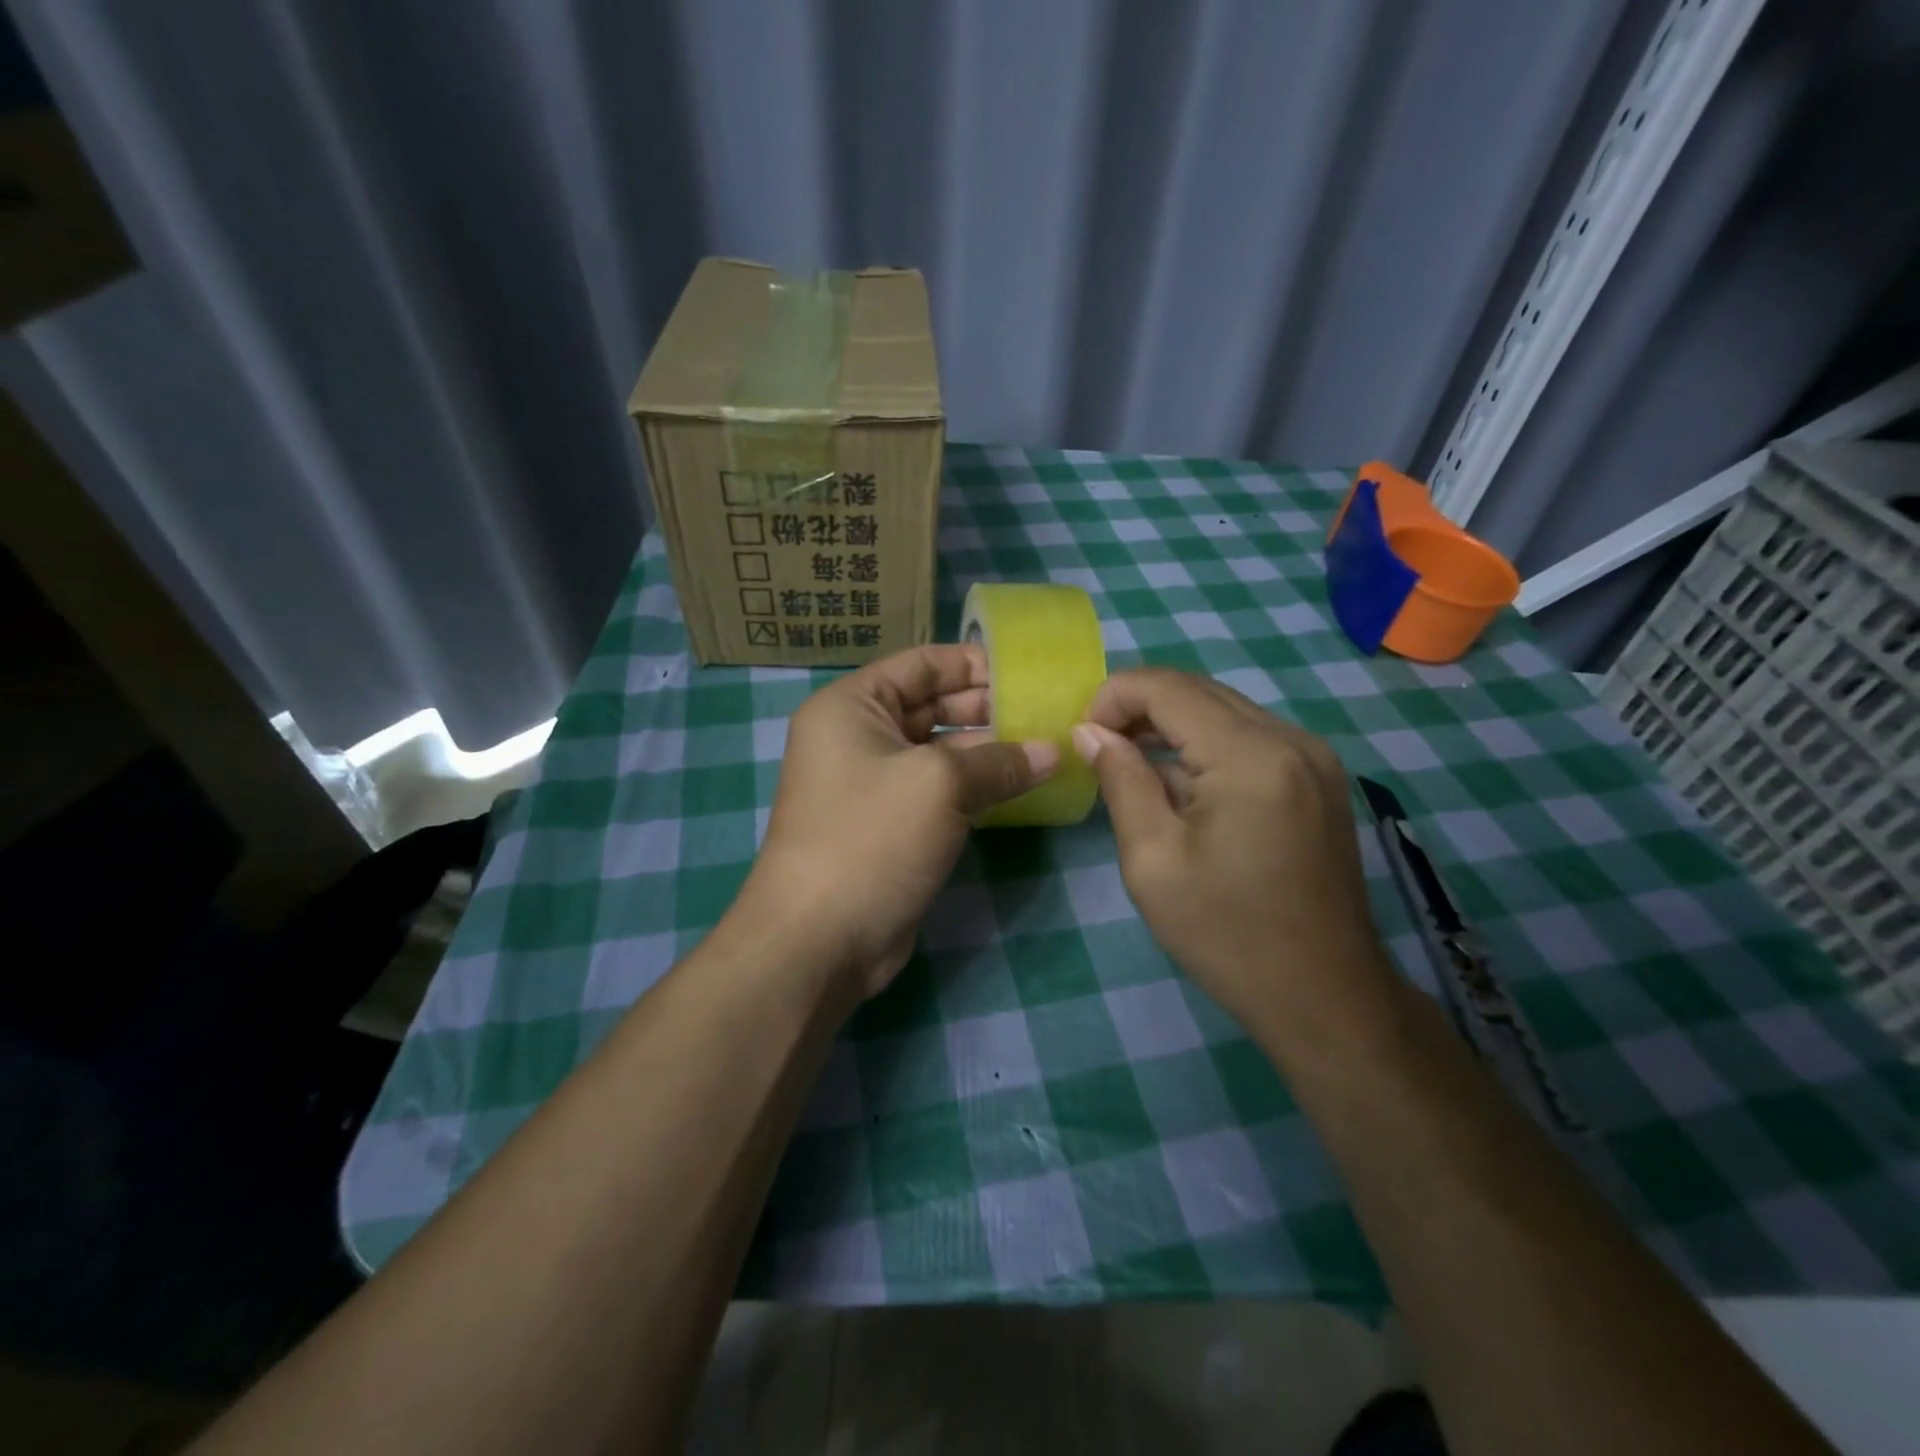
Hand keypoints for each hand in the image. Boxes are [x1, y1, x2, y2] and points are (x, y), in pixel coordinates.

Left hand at [743, 644, 1058, 998]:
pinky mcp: (891, 827)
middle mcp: (858, 737)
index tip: (1027, 675)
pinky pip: (940, 792)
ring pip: (940, 753)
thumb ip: (999, 761)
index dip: (973, 664)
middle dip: (987, 709)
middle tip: (1046, 714)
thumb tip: (1052, 752)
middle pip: (931, 706)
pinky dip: (977, 788)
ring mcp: (873, 785)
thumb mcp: (939, 784)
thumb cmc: (870, 838)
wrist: (819, 940)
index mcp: (851, 706)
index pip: (920, 664)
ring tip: (1047, 749)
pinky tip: (1022, 788)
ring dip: (989, 752)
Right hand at [1072, 668, 1390, 1035]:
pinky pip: (1251, 736)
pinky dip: (1206, 743)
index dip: (1114, 697)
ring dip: (1172, 723)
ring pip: (1225, 709)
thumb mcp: (1152, 860)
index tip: (1083, 738)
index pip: (1168, 688)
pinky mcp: (1320, 778)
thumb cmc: (1226, 934)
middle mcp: (1291, 739)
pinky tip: (1182, 783)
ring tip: (1131, 763)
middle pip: (1199, 690)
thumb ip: (1120, 781)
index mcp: (1252, 756)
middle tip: (1099, 747)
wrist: (1323, 995)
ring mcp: (1314, 757)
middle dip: (1140, 706)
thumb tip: (1090, 732)